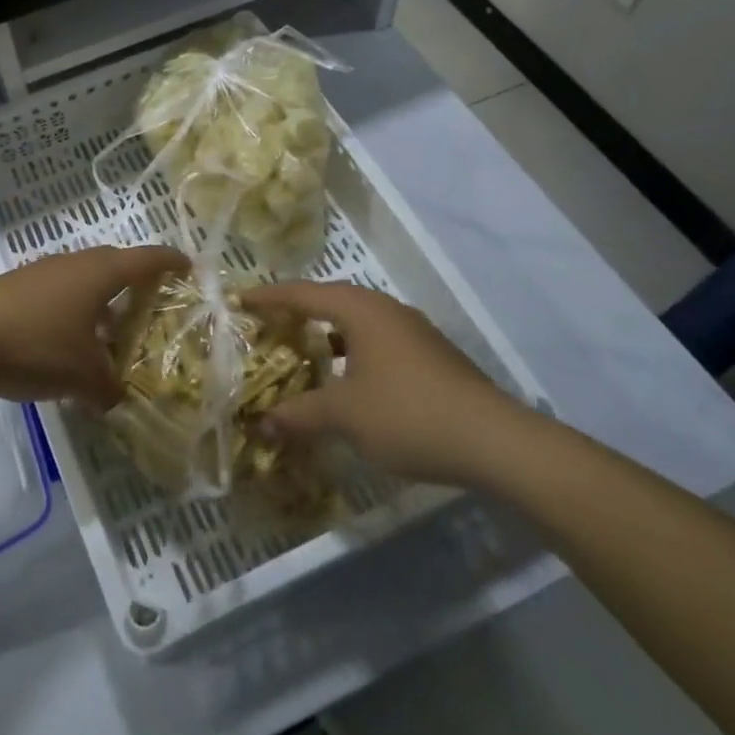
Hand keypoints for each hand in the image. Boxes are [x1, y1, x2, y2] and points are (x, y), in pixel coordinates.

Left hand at [0, 244, 187, 406]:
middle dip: (132, 283)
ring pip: (81, 281)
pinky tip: (63, 344)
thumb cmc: (37, 346)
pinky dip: (69, 312)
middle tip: (148, 304)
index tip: (188, 266)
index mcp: (100, 273)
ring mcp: (40, 272)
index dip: (170, 262)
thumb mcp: (83, 377)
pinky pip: (55, 294)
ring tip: (106, 333)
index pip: (146, 259)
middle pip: (113, 265)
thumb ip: (108, 388)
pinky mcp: (13, 287)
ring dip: (97, 302)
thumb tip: (114, 397)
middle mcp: (73, 263)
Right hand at [240, 281, 543, 487]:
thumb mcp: (344, 416)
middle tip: (267, 324)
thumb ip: (299, 415)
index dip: (269, 297)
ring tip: (301, 350)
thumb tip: (261, 424)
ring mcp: (413, 332)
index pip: (304, 293)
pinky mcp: (430, 356)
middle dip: (298, 311)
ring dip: (327, 334)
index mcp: (361, 310)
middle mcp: (387, 310)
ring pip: (358, 323)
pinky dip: (351, 352)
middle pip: (332, 301)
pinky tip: (346, 381)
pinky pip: (377, 342)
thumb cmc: (407, 414)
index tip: (240, 300)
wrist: (494, 441)